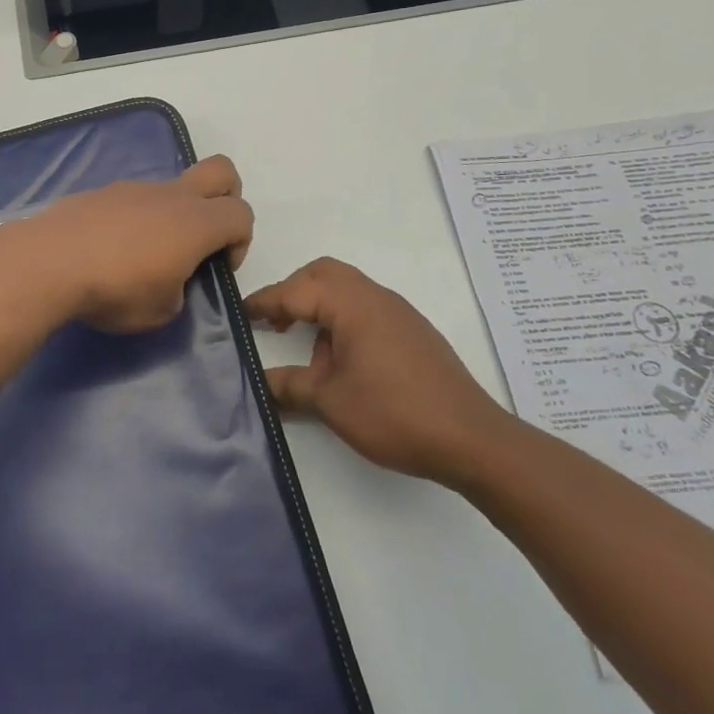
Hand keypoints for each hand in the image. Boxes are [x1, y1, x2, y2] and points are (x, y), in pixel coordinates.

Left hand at [21, 156, 253, 333]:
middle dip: (226, 197)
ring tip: (141, 256)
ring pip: (171, 188)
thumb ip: (178, 290)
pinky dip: (135, 219)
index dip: (241, 242)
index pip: (242, 214)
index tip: (216, 268)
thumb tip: (169, 279)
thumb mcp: (160, 312)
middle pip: (221, 171)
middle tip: (204, 237)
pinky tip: (109, 249)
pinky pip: (133, 199)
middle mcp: (170, 196)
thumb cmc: (114, 290)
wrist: (49, 262)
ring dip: (171, 215)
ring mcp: (133, 188)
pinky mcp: (101, 192)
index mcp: (195, 223)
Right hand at [245, 257, 510, 482]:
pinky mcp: (413, 333)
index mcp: (352, 304)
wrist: (473, 440)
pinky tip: (342, 361)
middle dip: (293, 291)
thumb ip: (290, 387)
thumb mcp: (331, 403)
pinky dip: (343, 319)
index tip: (241, 315)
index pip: (296, 291)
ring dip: (320, 306)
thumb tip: (260, 384)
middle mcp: (375, 297)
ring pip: (348, 289)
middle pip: (324, 274)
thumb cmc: (395, 413)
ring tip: (305, 346)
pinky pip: (367, 308)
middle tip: (274, 321)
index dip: (265, 302)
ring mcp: (399, 313)